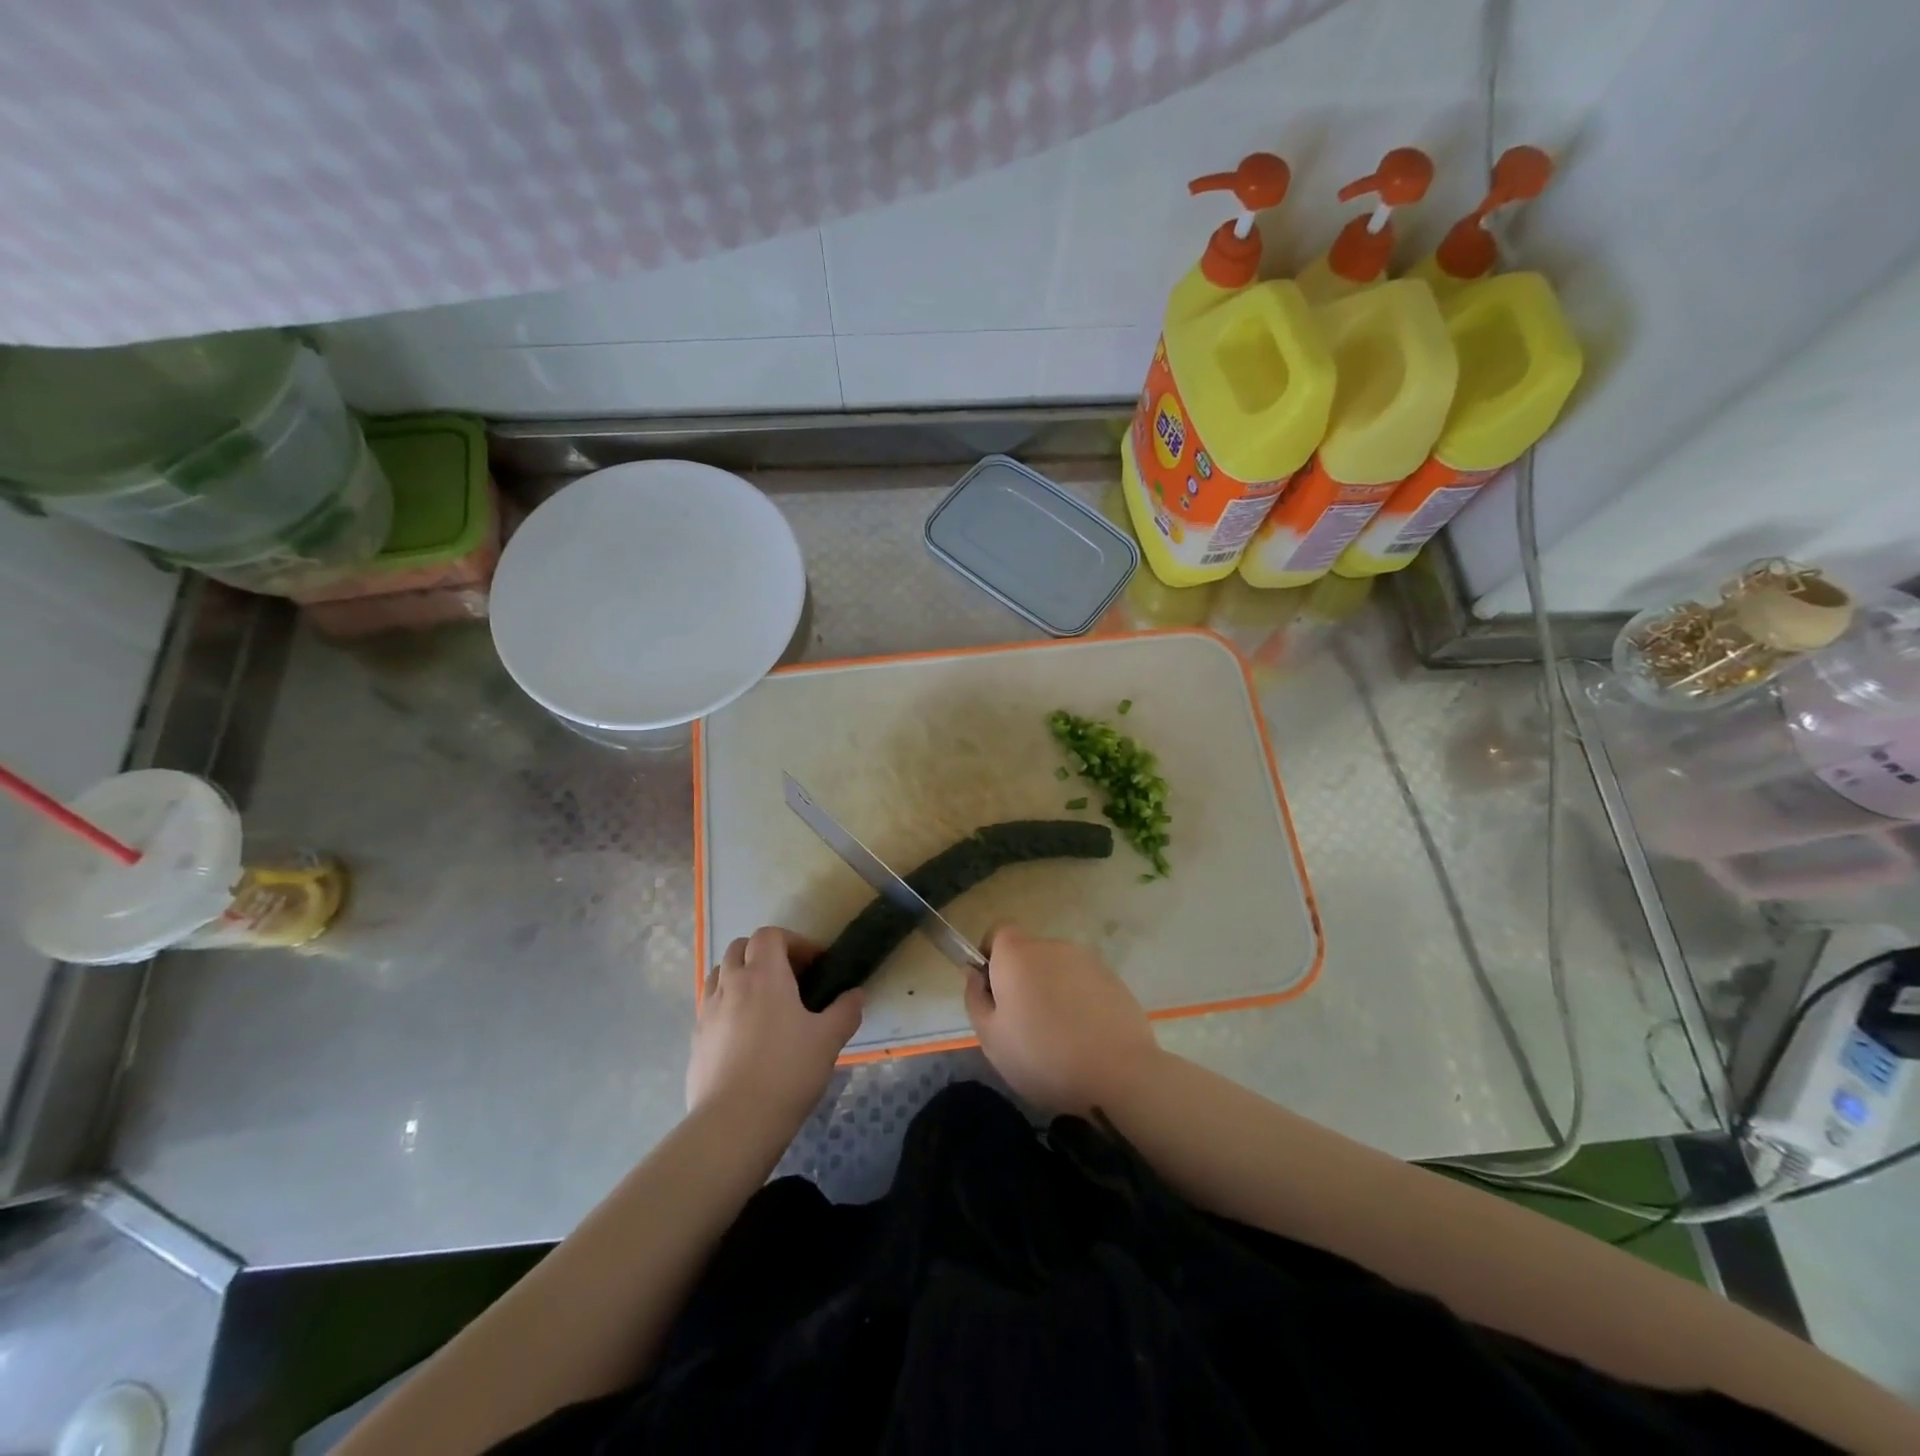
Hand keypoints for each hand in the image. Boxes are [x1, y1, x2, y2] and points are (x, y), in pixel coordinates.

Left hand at [687, 927, 862, 1126]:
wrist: (734, 1124)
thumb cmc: (787, 1072)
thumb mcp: (828, 1040)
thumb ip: (845, 1011)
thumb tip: (856, 994)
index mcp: (763, 974)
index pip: (770, 935)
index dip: (793, 942)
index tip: (814, 965)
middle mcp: (731, 984)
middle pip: (739, 947)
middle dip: (763, 954)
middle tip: (788, 979)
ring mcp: (707, 1011)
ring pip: (719, 974)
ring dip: (740, 975)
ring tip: (763, 1002)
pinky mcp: (695, 1039)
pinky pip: (710, 1006)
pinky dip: (727, 1005)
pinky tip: (744, 1034)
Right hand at [964, 925, 1160, 1116]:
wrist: (1118, 1073)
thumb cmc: (1042, 1056)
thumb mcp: (991, 1038)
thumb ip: (975, 998)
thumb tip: (974, 974)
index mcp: (1017, 954)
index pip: (998, 932)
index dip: (991, 956)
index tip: (993, 991)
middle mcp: (1052, 946)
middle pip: (1029, 953)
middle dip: (1022, 978)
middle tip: (1022, 1023)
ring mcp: (1087, 960)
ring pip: (1058, 969)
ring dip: (1052, 990)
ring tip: (1058, 1035)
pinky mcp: (1114, 979)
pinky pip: (1084, 984)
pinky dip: (1079, 1001)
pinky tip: (1084, 1037)